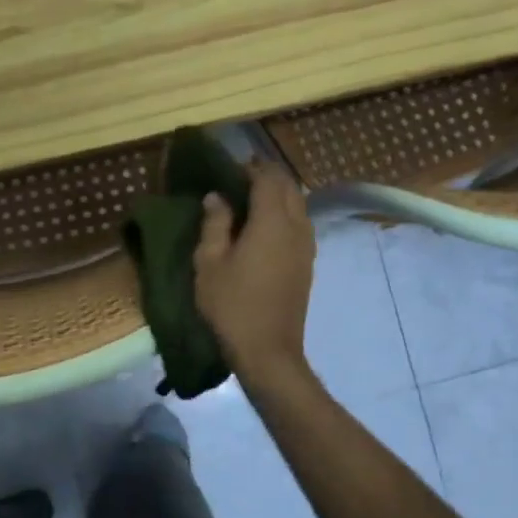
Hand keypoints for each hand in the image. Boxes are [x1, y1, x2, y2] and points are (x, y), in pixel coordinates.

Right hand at [194, 159, 315, 382]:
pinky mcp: (308, 263)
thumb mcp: (210, 264)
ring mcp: (307, 246)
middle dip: (267, 177)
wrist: (268, 350)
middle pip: (289, 187)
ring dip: (279, 195)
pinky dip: (285, 214)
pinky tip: (265, 228)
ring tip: (251, 201)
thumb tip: (217, 197)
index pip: (267, 178)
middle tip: (240, 179)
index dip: (251, 168)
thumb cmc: (232, 305)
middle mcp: (296, 227)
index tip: (231, 167)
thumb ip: (215, 225)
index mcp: (271, 221)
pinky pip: (300, 225)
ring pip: (298, 205)